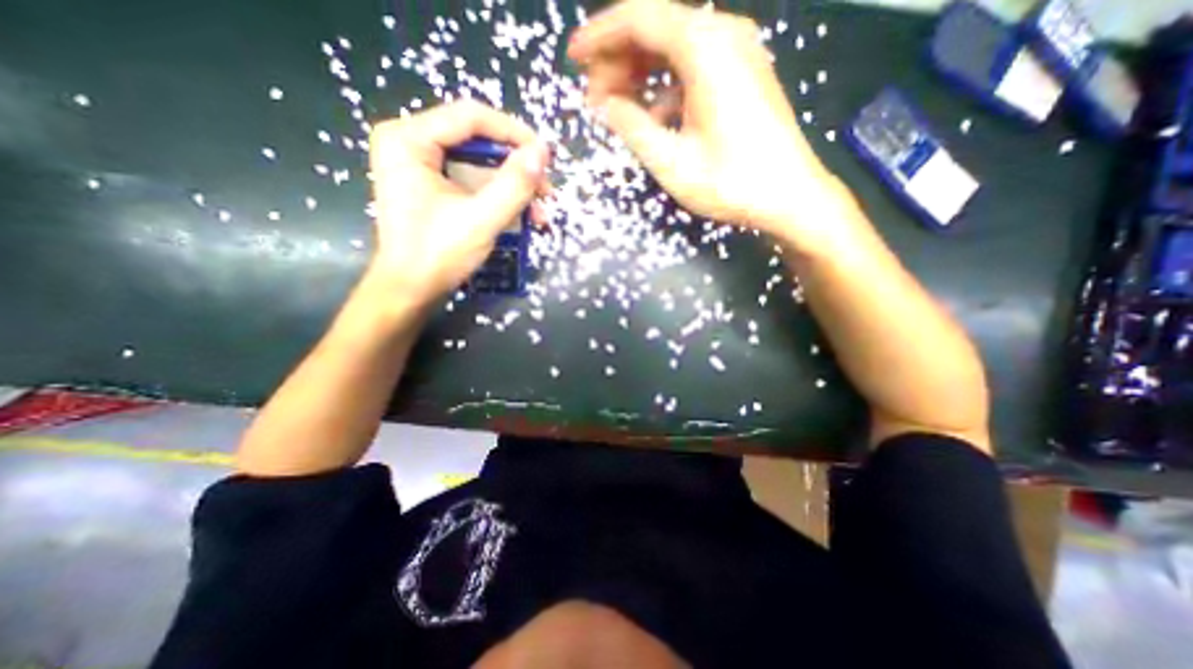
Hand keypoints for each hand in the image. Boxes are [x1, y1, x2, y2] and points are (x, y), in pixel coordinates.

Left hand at [370, 100, 548, 307]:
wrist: (410, 291)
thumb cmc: (437, 256)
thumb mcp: (481, 219)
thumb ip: (514, 185)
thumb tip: (542, 153)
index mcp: (409, 139)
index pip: (471, 117)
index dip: (514, 133)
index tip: (545, 157)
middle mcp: (411, 143)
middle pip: (477, 140)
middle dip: (517, 167)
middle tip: (546, 192)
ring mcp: (421, 165)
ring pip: (480, 163)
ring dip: (514, 187)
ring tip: (540, 213)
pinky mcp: (432, 186)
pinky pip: (473, 181)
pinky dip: (499, 197)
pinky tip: (523, 216)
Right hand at [570, 1, 858, 250]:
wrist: (789, 196)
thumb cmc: (730, 182)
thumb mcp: (671, 161)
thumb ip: (632, 127)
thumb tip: (604, 104)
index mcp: (704, 47)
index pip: (638, 18)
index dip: (600, 36)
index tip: (573, 59)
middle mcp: (723, 35)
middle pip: (656, 28)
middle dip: (618, 58)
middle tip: (593, 96)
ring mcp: (737, 53)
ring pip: (673, 47)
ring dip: (640, 72)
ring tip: (615, 106)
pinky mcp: (743, 75)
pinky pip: (692, 67)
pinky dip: (665, 86)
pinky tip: (652, 117)